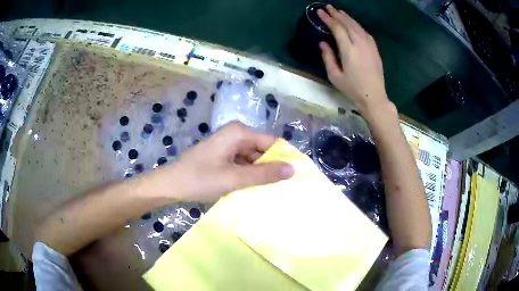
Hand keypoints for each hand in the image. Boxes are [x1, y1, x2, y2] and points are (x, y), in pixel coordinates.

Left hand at [169, 121, 293, 201]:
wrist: (169, 185)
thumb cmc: (199, 179)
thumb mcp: (234, 179)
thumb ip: (264, 174)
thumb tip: (292, 169)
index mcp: (239, 132)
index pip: (272, 143)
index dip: (284, 159)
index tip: (295, 177)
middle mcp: (236, 134)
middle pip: (262, 150)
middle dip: (271, 168)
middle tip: (285, 189)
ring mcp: (228, 145)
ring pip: (253, 159)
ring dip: (260, 174)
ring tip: (273, 192)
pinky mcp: (223, 156)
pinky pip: (243, 164)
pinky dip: (248, 175)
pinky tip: (254, 189)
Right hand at [318, 5, 390, 113]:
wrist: (374, 97)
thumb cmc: (353, 89)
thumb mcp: (335, 76)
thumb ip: (327, 57)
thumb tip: (322, 43)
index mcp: (349, 50)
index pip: (337, 28)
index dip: (328, 19)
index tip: (320, 12)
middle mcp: (360, 44)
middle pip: (348, 24)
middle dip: (337, 14)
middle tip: (328, 7)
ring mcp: (369, 46)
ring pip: (357, 26)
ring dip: (347, 18)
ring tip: (339, 12)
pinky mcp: (375, 49)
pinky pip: (365, 32)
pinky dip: (357, 25)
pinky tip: (353, 24)